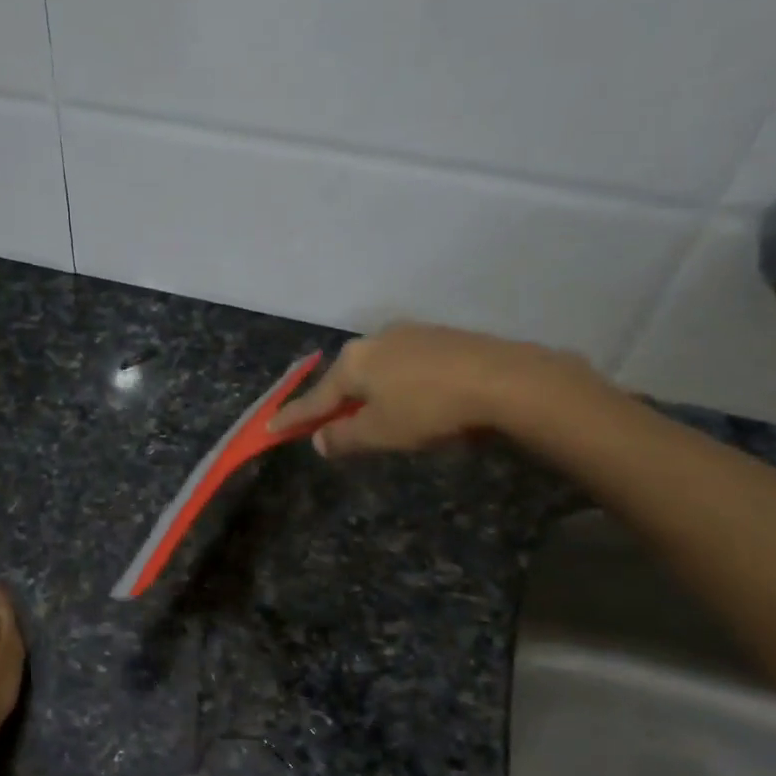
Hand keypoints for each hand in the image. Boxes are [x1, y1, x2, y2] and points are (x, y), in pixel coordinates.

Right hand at [269, 322, 609, 456]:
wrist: (506, 380)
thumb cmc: (429, 410)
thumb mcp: (379, 433)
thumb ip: (344, 438)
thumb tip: (319, 441)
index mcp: (354, 362)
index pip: (315, 398)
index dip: (293, 418)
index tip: (270, 427)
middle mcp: (377, 340)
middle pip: (346, 378)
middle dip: (336, 401)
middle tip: (328, 423)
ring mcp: (412, 334)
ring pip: (378, 369)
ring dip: (371, 393)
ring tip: (376, 415)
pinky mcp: (444, 337)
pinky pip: (406, 365)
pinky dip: (400, 385)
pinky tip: (414, 399)